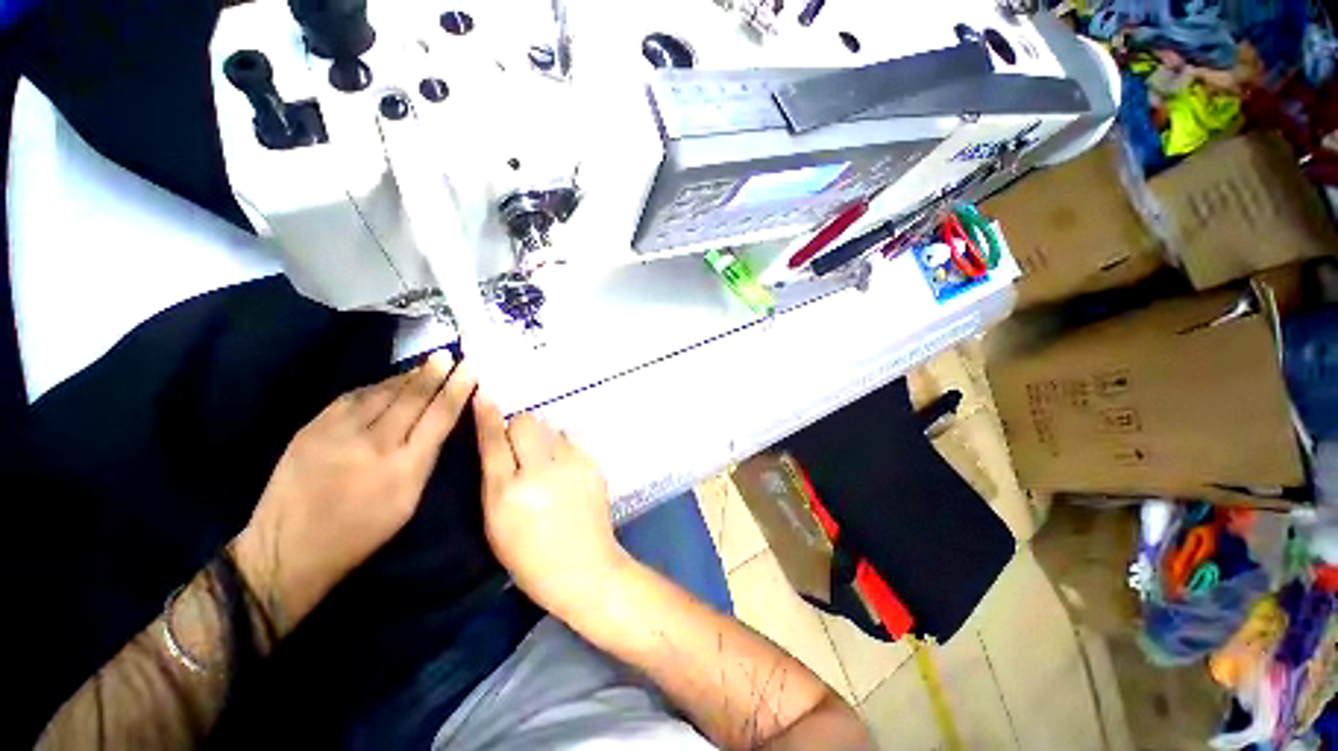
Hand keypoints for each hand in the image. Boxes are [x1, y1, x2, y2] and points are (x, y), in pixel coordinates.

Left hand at [233, 354, 475, 634]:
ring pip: (383, 393)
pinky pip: (352, 398)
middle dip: (434, 374)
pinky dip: (376, 387)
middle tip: (449, 355)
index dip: (457, 390)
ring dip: (408, 377)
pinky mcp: (312, 428)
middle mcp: (375, 443)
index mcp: (406, 467)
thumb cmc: (361, 533)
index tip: (470, 369)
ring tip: (426, 364)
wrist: (288, 548)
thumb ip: (424, 460)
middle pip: (413, 398)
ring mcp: (339, 432)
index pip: (439, 417)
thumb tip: (437, 425)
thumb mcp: (408, 503)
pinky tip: (388, 382)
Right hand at [474, 397, 628, 619]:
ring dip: (542, 439)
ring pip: (550, 429)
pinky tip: (565, 472)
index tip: (483, 395)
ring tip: (546, 464)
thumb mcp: (496, 524)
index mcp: (508, 493)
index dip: (487, 415)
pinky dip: (562, 449)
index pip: (494, 441)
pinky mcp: (593, 464)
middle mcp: (540, 472)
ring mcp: (572, 465)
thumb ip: (495, 479)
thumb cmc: (531, 557)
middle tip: (520, 448)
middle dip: (519, 428)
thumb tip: (502, 442)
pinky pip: (570, 442)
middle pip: (526, 422)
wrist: (585, 567)